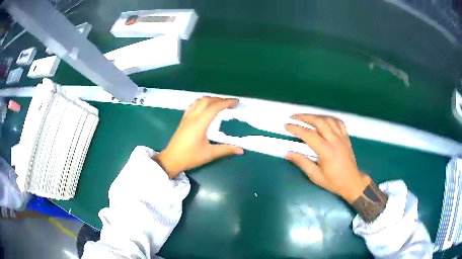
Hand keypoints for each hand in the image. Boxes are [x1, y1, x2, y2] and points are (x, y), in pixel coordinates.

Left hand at [156, 97, 243, 177]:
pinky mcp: (183, 120)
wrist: (171, 160)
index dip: (226, 102)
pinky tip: (204, 107)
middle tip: (231, 103)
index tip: (237, 102)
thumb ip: (226, 149)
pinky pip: (193, 105)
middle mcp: (193, 116)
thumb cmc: (190, 157)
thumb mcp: (209, 154)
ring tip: (219, 103)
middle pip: (207, 100)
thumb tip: (241, 150)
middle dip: (220, 99)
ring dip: (210, 99)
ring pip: (198, 101)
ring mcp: (186, 117)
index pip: (215, 107)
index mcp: (200, 123)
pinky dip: (202, 102)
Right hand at [285, 114, 370, 202]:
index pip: (309, 135)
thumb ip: (302, 163)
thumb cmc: (333, 181)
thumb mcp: (316, 176)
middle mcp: (334, 140)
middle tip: (294, 117)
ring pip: (328, 119)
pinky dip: (329, 118)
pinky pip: (338, 122)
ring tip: (306, 118)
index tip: (286, 125)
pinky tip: (324, 120)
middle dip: (305, 117)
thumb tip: (288, 153)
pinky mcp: (346, 137)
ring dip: (316, 116)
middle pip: (319, 121)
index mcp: (326, 151)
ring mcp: (342, 137)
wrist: (352, 182)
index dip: (296, 128)